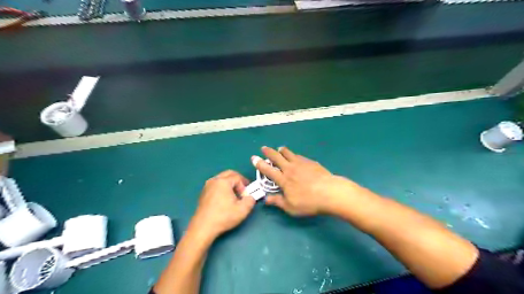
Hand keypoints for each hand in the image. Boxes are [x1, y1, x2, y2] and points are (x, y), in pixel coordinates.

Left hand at [191, 170, 255, 240]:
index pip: (238, 177)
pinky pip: (216, 185)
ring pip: (222, 179)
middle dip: (238, 181)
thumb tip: (250, 197)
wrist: (203, 227)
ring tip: (234, 195)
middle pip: (229, 174)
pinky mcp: (203, 194)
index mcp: (223, 182)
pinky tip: (225, 200)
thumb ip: (251, 200)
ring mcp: (207, 186)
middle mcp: (214, 181)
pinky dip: (223, 188)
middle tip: (243, 190)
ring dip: (230, 184)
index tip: (245, 196)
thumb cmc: (223, 217)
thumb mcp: (243, 210)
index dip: (244, 186)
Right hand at [251, 146, 362, 215]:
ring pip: (289, 154)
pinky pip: (299, 156)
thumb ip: (277, 202)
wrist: (330, 192)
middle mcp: (290, 169)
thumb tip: (266, 199)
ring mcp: (301, 164)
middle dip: (269, 152)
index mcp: (283, 180)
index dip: (260, 164)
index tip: (254, 158)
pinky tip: (296, 156)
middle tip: (264, 148)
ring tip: (279, 148)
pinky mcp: (311, 162)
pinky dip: (294, 155)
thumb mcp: (291, 207)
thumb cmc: (309, 202)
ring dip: (282, 151)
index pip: (268, 170)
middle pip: (277, 157)